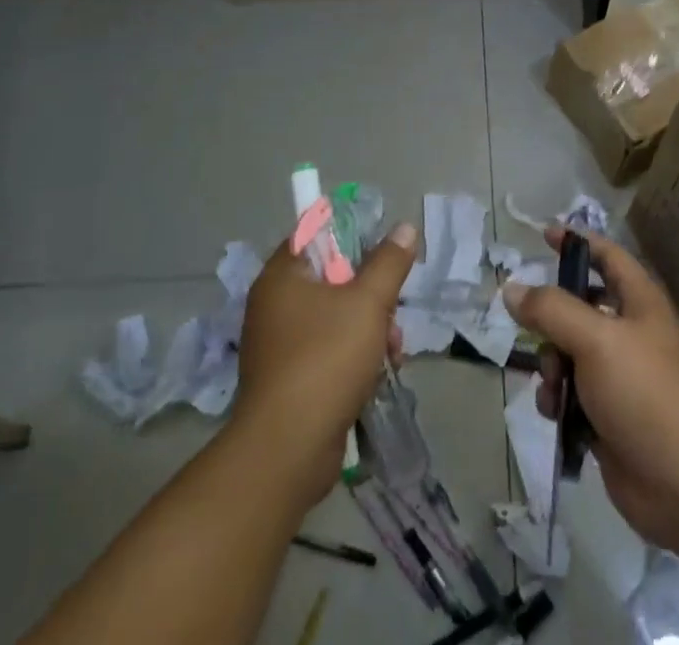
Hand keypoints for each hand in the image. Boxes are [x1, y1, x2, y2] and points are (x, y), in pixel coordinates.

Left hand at [232, 221, 415, 508]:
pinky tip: (377, 374)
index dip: (351, 237)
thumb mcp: (368, 302)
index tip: (381, 255)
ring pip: (335, 317)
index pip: (315, 234)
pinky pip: (327, 350)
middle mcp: (274, 304)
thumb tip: (404, 227)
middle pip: (332, 278)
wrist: (287, 451)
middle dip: (371, 295)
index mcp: (282, 276)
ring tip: (392, 351)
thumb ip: (389, 262)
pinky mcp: (288, 379)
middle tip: (392, 313)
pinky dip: (353, 357)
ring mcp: (279, 344)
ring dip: (369, 329)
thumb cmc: (324, 360)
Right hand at [503, 226, 678, 562]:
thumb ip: (550, 309)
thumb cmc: (644, 393)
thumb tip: (512, 288)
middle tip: (533, 329)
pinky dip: (558, 399)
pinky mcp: (608, 416)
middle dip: (551, 319)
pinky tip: (555, 414)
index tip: (544, 234)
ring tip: (554, 385)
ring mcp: (619, 376)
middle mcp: (630, 333)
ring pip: (568, 352)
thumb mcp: (595, 339)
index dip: (578, 241)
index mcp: (639, 302)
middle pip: (579, 307)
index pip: (608, 256)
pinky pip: (570, 393)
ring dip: (551, 365)